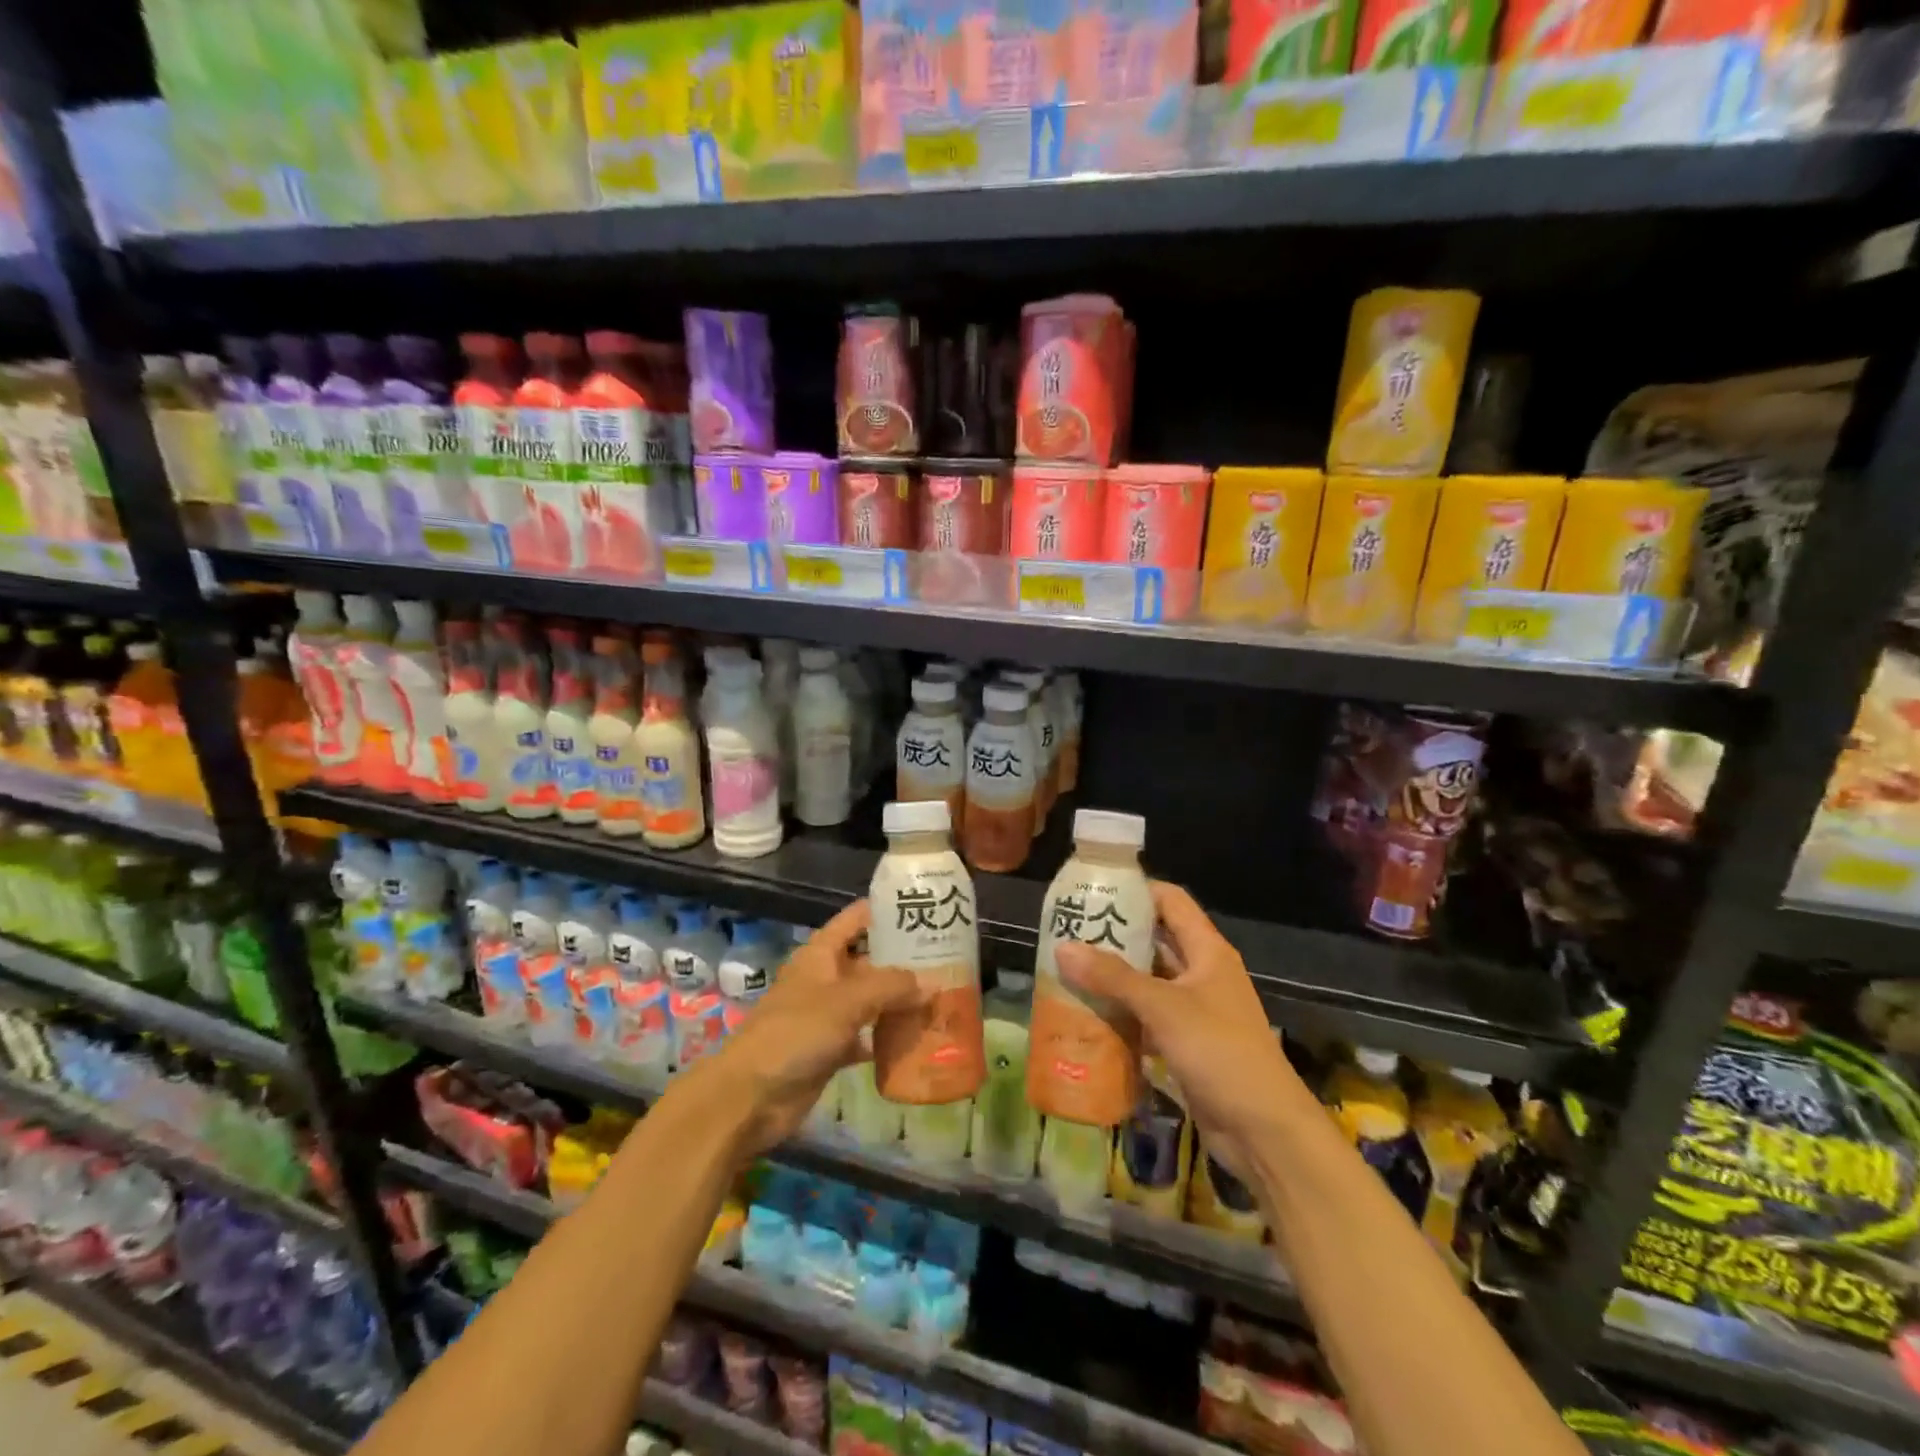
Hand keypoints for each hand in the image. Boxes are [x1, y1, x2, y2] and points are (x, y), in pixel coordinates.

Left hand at [687, 900, 918, 1157]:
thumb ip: (891, 987)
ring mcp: (827, 1016)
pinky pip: (866, 1037)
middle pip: (869, 961)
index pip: (856, 919)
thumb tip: (932, 983)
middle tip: (948, 960)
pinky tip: (918, 1040)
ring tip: (941, 997)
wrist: (750, 1096)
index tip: (921, 908)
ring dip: (899, 1001)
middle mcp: (825, 979)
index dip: (884, 911)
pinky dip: (887, 1038)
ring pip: (870, 1001)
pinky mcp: (830, 1050)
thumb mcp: (846, 1000)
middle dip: (903, 961)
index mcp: (820, 954)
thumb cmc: (795, 1033)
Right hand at [1055, 881, 1306, 1178]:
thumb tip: (1063, 947)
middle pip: (1156, 940)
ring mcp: (1196, 1010)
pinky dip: (1123, 1014)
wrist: (1265, 1131)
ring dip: (1115, 978)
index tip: (1094, 889)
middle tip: (1070, 932)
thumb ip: (1113, 977)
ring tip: (1070, 970)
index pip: (1171, 901)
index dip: (1136, 890)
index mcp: (1208, 951)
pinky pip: (1149, 1017)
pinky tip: (1090, 1015)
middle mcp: (1203, 973)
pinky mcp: (1188, 1043)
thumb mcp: (1164, 1007)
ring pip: (1149, 981)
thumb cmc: (1220, 1052)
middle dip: (1116, 936)